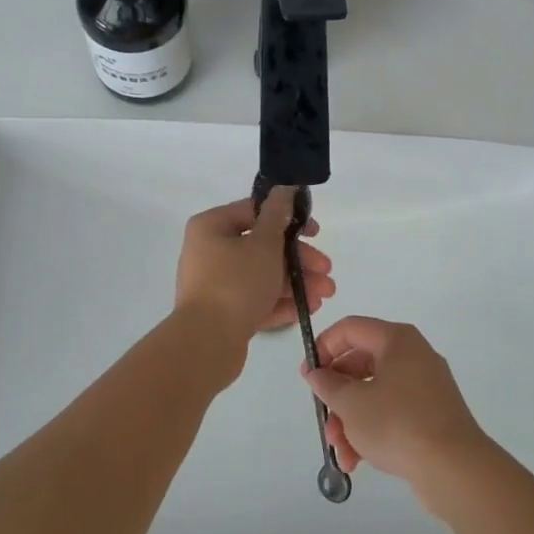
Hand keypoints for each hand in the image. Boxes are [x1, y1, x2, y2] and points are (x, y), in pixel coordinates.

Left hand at [173, 188, 334, 351]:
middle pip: (262, 247)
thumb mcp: (264, 243)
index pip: (255, 212)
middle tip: (327, 271)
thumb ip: (278, 215)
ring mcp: (215, 284)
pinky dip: (280, 302)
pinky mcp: (222, 313)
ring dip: (295, 282)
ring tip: (325, 295)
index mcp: (212, 227)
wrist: (206, 345)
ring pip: (262, 275)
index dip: (288, 219)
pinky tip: (307, 309)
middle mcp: (209, 251)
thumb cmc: (236, 283)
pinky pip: (255, 300)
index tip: (316, 232)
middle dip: (299, 259)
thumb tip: (284, 189)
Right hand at [301, 316, 490, 513]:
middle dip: (337, 397)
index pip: (351, 328)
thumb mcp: (352, 403)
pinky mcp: (432, 415)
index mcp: (397, 340)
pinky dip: (373, 431)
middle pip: (361, 365)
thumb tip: (317, 372)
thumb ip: (328, 384)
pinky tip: (357, 461)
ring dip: (351, 421)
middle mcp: (413, 355)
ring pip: (375, 394)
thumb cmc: (398, 424)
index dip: (324, 347)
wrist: (455, 469)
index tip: (308, 376)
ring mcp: (425, 386)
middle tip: (323, 420)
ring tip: (341, 453)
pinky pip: (393, 413)